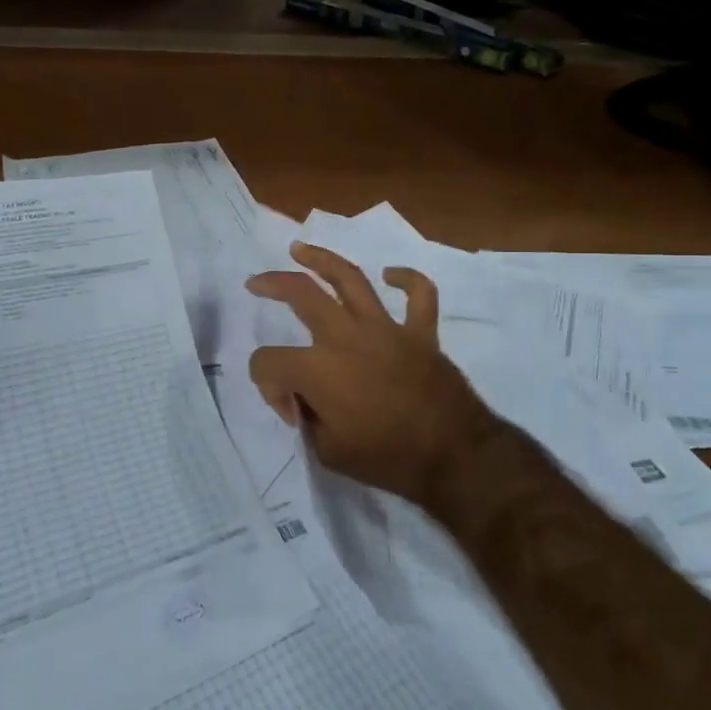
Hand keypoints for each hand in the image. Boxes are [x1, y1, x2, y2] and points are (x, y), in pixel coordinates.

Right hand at [246, 243, 501, 507]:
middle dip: (273, 283)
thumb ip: (307, 418)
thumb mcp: (328, 452)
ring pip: (350, 278)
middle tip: (256, 283)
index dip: (268, 388)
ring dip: (322, 260)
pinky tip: (390, 275)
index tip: (292, 413)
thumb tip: (305, 399)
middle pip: (301, 293)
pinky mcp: (420, 332)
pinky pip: (418, 295)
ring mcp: (386, 328)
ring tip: (301, 249)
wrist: (454, 457)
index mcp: (319, 369)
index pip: (269, 362)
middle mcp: (347, 336)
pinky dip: (406, 280)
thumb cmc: (388, 460)